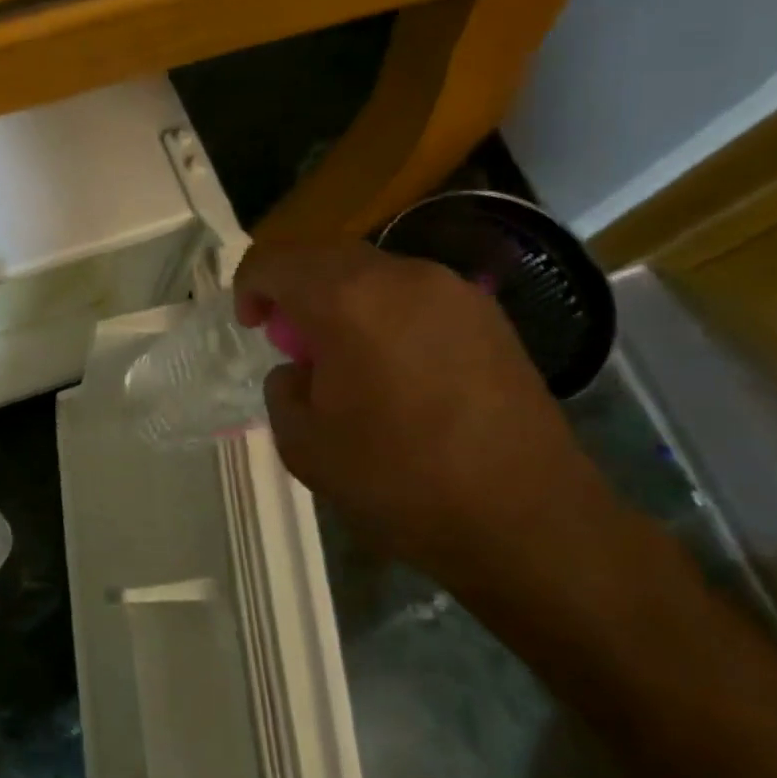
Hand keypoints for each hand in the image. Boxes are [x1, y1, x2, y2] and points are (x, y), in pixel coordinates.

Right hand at [236, 240, 616, 591]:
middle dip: (295, 292)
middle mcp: (402, 277)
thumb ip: (283, 390)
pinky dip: (385, 316)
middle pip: (325, 257)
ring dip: (341, 303)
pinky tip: (395, 371)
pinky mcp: (490, 318)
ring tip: (345, 361)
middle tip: (292, 345)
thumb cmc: (399, 480)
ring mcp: (454, 293)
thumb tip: (301, 371)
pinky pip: (415, 297)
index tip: (252, 328)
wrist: (527, 520)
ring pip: (373, 274)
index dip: (249, 288)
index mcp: (347, 300)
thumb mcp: (304, 444)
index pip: (275, 262)